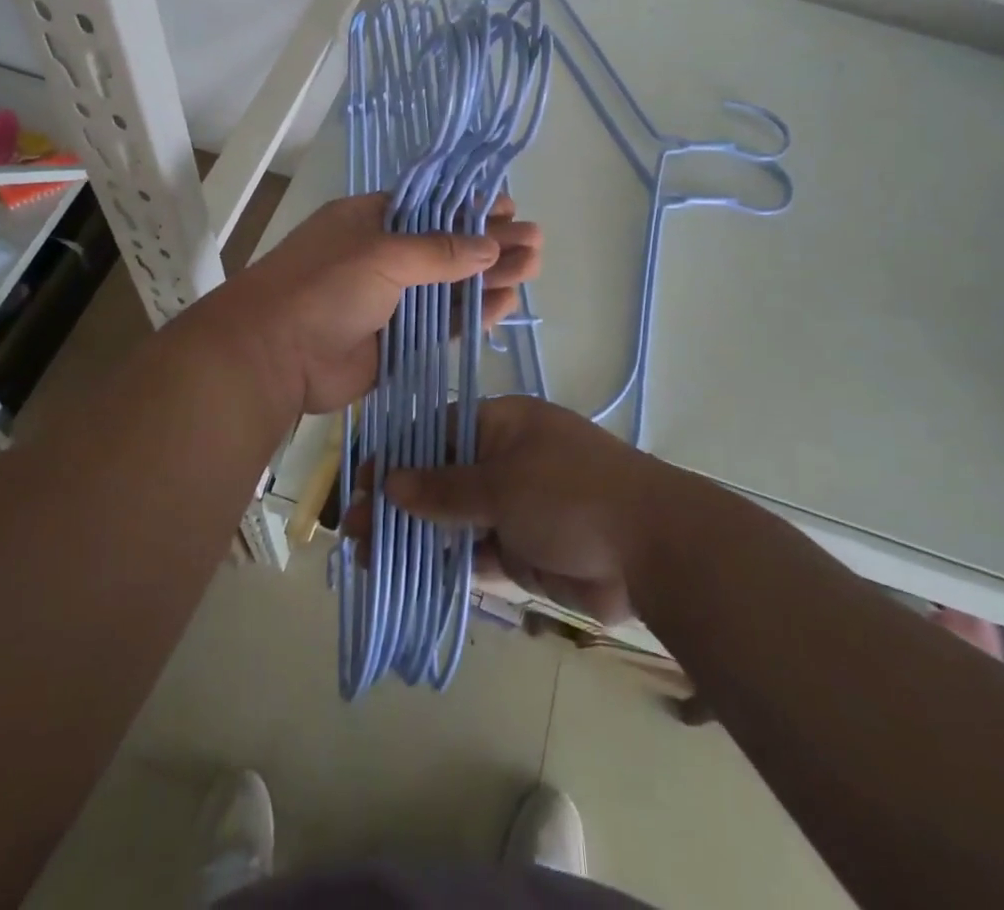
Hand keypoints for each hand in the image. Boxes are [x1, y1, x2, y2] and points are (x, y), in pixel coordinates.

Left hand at [203, 192, 540, 418]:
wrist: (274, 356)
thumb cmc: (323, 287)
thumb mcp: (381, 254)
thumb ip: (438, 251)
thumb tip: (489, 245)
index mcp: (371, 221)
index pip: (431, 208)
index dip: (471, 208)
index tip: (510, 210)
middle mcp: (384, 257)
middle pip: (448, 246)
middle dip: (492, 243)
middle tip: (536, 242)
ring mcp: (393, 300)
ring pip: (451, 286)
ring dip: (490, 277)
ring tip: (533, 268)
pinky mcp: (400, 340)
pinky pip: (444, 323)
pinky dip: (473, 313)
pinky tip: (506, 303)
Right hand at [346, 395, 662, 623]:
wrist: (650, 549)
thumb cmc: (571, 494)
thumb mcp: (502, 482)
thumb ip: (444, 488)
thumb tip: (389, 483)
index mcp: (502, 425)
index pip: (437, 432)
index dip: (397, 454)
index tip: (360, 481)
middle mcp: (504, 461)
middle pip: (440, 478)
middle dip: (398, 500)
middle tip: (353, 527)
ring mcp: (513, 507)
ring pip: (452, 519)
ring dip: (414, 535)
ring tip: (366, 556)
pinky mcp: (521, 550)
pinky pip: (472, 554)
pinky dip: (443, 565)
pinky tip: (406, 577)